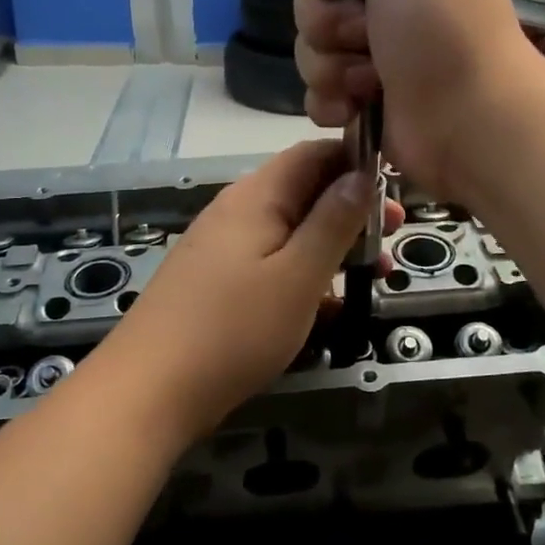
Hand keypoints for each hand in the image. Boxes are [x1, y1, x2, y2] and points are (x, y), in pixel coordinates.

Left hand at [105, 141, 403, 442]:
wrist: (149, 391)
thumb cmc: (234, 329)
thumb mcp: (298, 275)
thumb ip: (333, 221)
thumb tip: (362, 173)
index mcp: (256, 196)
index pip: (313, 153)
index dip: (356, 161)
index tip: (395, 188)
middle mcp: (237, 210)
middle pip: (303, 191)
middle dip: (352, 208)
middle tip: (394, 234)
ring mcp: (223, 247)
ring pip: (290, 230)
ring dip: (333, 245)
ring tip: (374, 273)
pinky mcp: (216, 281)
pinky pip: (271, 262)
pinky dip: (304, 272)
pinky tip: (330, 306)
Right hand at [293, 0, 540, 197]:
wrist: (470, 121)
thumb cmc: (444, 27)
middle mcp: (384, 7)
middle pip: (311, 1)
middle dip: (329, 22)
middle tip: (370, 37)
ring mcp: (372, 59)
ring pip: (308, 52)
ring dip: (334, 67)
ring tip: (373, 82)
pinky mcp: (362, 105)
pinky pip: (315, 96)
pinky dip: (333, 104)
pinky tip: (358, 110)